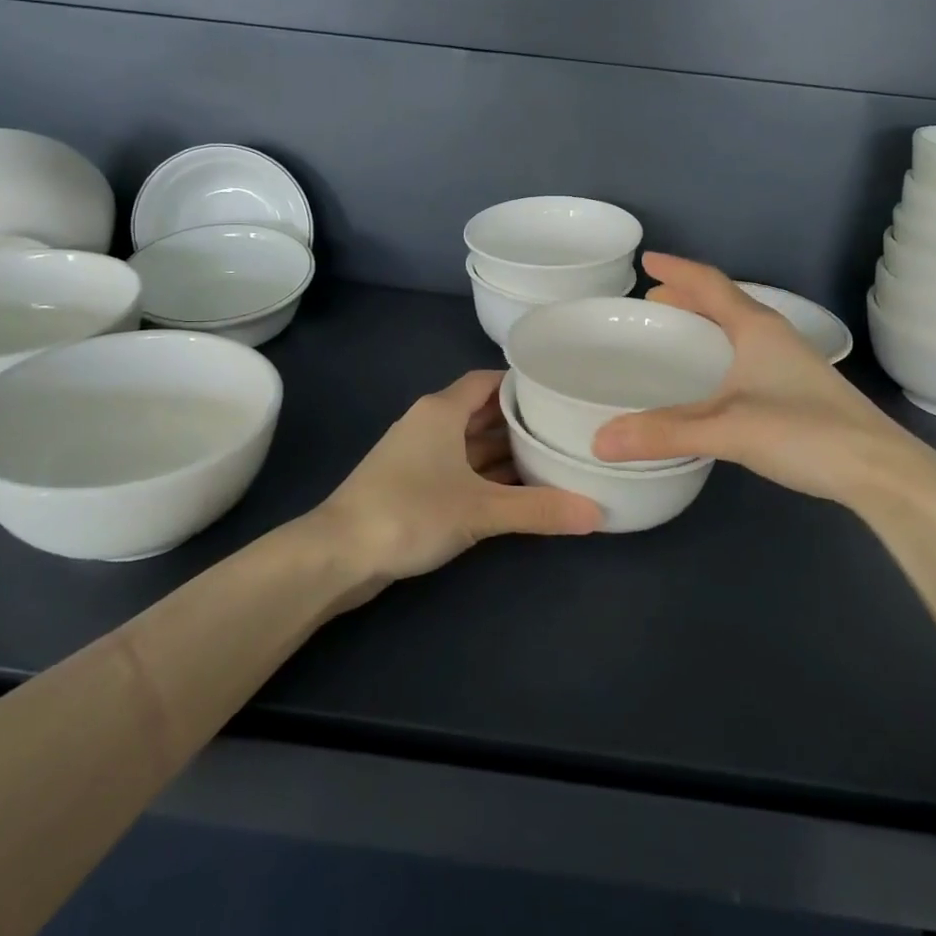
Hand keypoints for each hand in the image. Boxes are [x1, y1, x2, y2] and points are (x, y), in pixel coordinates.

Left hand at [315, 370, 601, 584]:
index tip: (560, 392)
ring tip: (552, 459)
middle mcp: (430, 424)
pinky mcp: (413, 486)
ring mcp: (419, 456)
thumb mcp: (481, 509)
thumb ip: (539, 510)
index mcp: (441, 410)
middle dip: (521, 421)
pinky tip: (517, 490)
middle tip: (567, 429)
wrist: (337, 554)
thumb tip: (597, 514)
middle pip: (483, 411)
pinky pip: (460, 469)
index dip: (522, 384)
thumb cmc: (409, 512)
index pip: (488, 381)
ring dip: (505, 452)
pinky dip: (487, 475)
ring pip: (471, 443)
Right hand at [592, 254, 935, 508]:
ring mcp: (791, 364)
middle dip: (687, 297)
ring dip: (706, 324)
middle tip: (653, 300)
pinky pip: (748, 355)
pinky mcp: (799, 391)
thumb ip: (664, 433)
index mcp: (757, 328)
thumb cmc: (804, 432)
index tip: (646, 260)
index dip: (677, 270)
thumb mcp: (727, 429)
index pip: (710, 284)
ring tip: (676, 334)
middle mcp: (775, 337)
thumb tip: (600, 440)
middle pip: (725, 303)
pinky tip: (713, 380)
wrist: (880, 470)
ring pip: (739, 330)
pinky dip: (720, 353)